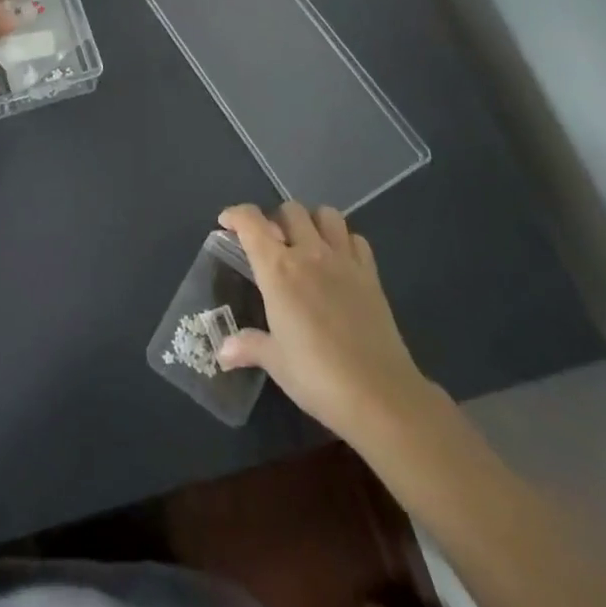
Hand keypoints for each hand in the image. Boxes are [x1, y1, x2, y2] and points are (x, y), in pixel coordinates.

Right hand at [216, 202, 438, 450]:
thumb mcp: (276, 362)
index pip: (251, 222)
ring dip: (311, 221)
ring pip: (326, 215)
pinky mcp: (371, 275)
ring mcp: (344, 261)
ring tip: (305, 244)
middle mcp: (309, 254)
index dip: (235, 215)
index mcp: (278, 269)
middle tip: (270, 244)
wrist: (382, 396)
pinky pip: (356, 239)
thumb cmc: (318, 377)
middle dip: (276, 219)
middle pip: (290, 210)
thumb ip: (249, 346)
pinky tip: (337, 262)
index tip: (226, 224)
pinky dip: (343, 241)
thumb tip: (223, 352)